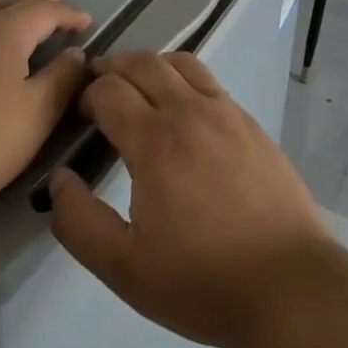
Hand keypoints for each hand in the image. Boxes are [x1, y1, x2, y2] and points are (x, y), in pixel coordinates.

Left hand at [0, 0, 91, 221]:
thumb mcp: (35, 116)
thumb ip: (62, 79)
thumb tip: (76, 52)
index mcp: (3, 30)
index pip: (45, 10)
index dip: (69, 14)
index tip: (86, 21)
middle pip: (8, 0)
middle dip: (35, 0)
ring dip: (0, 3)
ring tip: (11, 4)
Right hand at [47, 51, 334, 347]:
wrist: (287, 283)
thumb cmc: (201, 280)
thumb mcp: (124, 268)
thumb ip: (80, 222)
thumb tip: (59, 179)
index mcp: (155, 141)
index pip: (109, 91)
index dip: (86, 95)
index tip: (77, 113)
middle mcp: (189, 111)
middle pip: (143, 63)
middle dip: (113, 66)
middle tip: (97, 83)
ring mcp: (226, 112)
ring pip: (180, 63)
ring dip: (151, 65)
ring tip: (137, 86)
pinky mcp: (250, 122)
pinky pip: (209, 82)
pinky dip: (183, 79)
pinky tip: (182, 109)